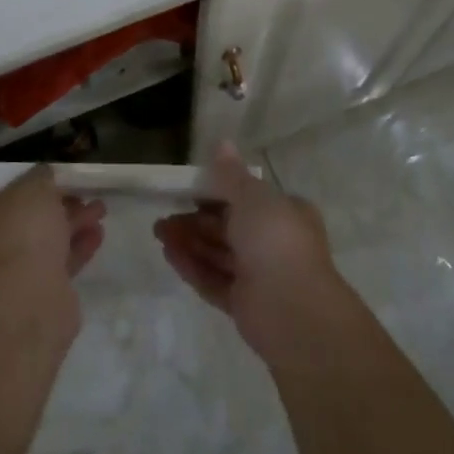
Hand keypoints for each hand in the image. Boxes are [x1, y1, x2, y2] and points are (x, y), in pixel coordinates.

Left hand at [0, 164, 106, 298]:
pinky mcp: (31, 298)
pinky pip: (56, 266)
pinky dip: (76, 249)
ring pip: (43, 243)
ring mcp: (5, 277)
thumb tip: (44, 176)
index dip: (28, 186)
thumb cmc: (20, 231)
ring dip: (72, 225)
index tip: (55, 180)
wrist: (26, 301)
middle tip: (83, 195)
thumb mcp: (33, 186)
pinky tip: (97, 235)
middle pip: (24, 220)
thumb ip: (40, 177)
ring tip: (100, 211)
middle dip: (57, 206)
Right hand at [153, 143, 341, 361]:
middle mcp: (273, 242)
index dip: (218, 192)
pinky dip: (192, 266)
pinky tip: (168, 254)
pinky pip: (214, 280)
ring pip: (218, 253)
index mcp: (284, 213)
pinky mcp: (244, 304)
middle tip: (164, 214)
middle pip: (228, 226)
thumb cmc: (276, 240)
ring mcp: (259, 275)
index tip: (189, 189)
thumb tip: (222, 143)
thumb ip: (231, 174)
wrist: (294, 311)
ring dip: (189, 241)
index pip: (247, 198)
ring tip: (158, 232)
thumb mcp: (252, 196)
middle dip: (195, 219)